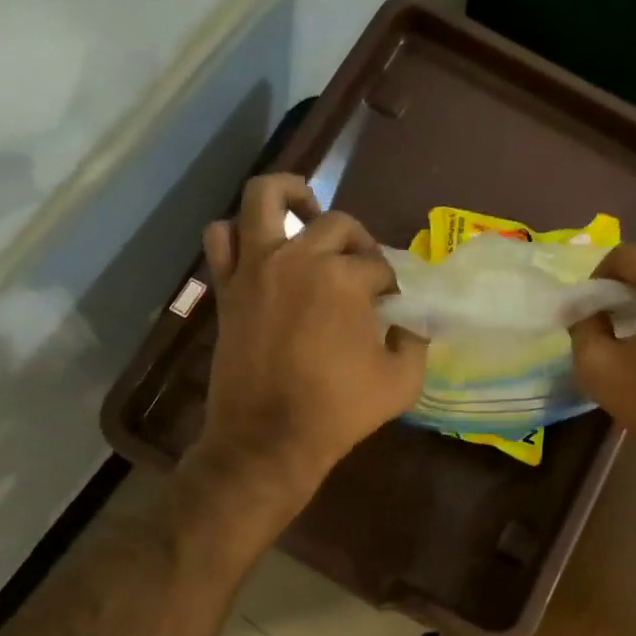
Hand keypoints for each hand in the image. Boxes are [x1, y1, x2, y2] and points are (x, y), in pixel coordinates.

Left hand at [188, 174, 424, 514]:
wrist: (268, 439)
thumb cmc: (338, 411)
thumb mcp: (402, 382)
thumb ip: (415, 343)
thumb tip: (410, 324)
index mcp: (344, 279)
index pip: (378, 266)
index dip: (390, 285)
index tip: (391, 307)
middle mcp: (298, 258)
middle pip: (337, 224)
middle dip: (359, 242)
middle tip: (363, 270)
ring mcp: (256, 267)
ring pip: (264, 198)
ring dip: (290, 196)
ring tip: (306, 213)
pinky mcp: (228, 286)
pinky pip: (220, 237)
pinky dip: (238, 232)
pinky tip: (258, 246)